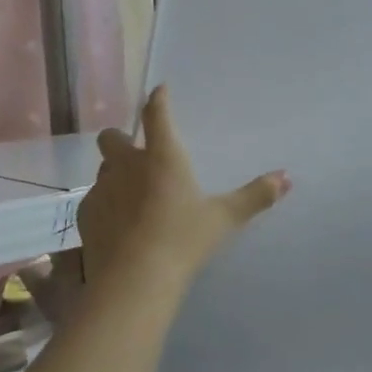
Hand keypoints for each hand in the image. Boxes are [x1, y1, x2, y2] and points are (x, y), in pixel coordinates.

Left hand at [78, 87, 289, 284]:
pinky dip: (106, 205)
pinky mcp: (85, 216)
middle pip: (112, 138)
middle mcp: (127, 165)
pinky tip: (119, 225)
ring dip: (115, 174)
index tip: (159, 91)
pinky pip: (94, 200)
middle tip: (138, 155)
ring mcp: (101, 190)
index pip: (156, 115)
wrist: (135, 280)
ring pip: (103, 170)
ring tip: (132, 195)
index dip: (158, 100)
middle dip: (122, 140)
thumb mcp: (224, 219)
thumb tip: (286, 177)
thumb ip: (255, 196)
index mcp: (162, 157)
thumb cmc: (183, 240)